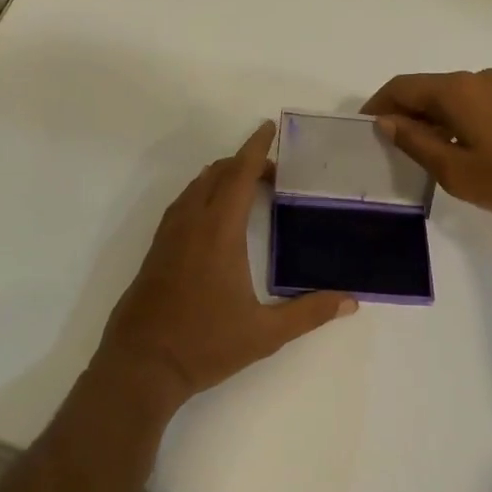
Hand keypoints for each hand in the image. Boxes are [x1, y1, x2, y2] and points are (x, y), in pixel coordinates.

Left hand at [93, 121, 357, 414]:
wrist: (141, 364)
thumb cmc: (205, 344)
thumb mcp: (265, 333)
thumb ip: (309, 313)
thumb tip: (350, 301)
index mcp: (218, 233)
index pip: (238, 176)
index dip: (255, 148)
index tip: (268, 127)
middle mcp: (190, 224)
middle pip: (215, 175)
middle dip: (243, 163)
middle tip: (273, 173)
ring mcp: (167, 237)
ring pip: (194, 188)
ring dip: (220, 178)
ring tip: (247, 189)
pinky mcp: (155, 251)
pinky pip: (181, 206)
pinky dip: (201, 195)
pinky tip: (213, 219)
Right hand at [362, 69, 491, 220]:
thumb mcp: (453, 169)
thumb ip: (415, 142)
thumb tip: (387, 121)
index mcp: (454, 90)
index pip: (401, 87)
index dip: (377, 104)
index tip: (363, 128)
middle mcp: (476, 78)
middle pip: (426, 89)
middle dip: (403, 111)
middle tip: (391, 144)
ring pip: (451, 96)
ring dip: (430, 117)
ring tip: (424, 149)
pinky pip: (473, 103)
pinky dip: (454, 118)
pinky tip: (458, 145)